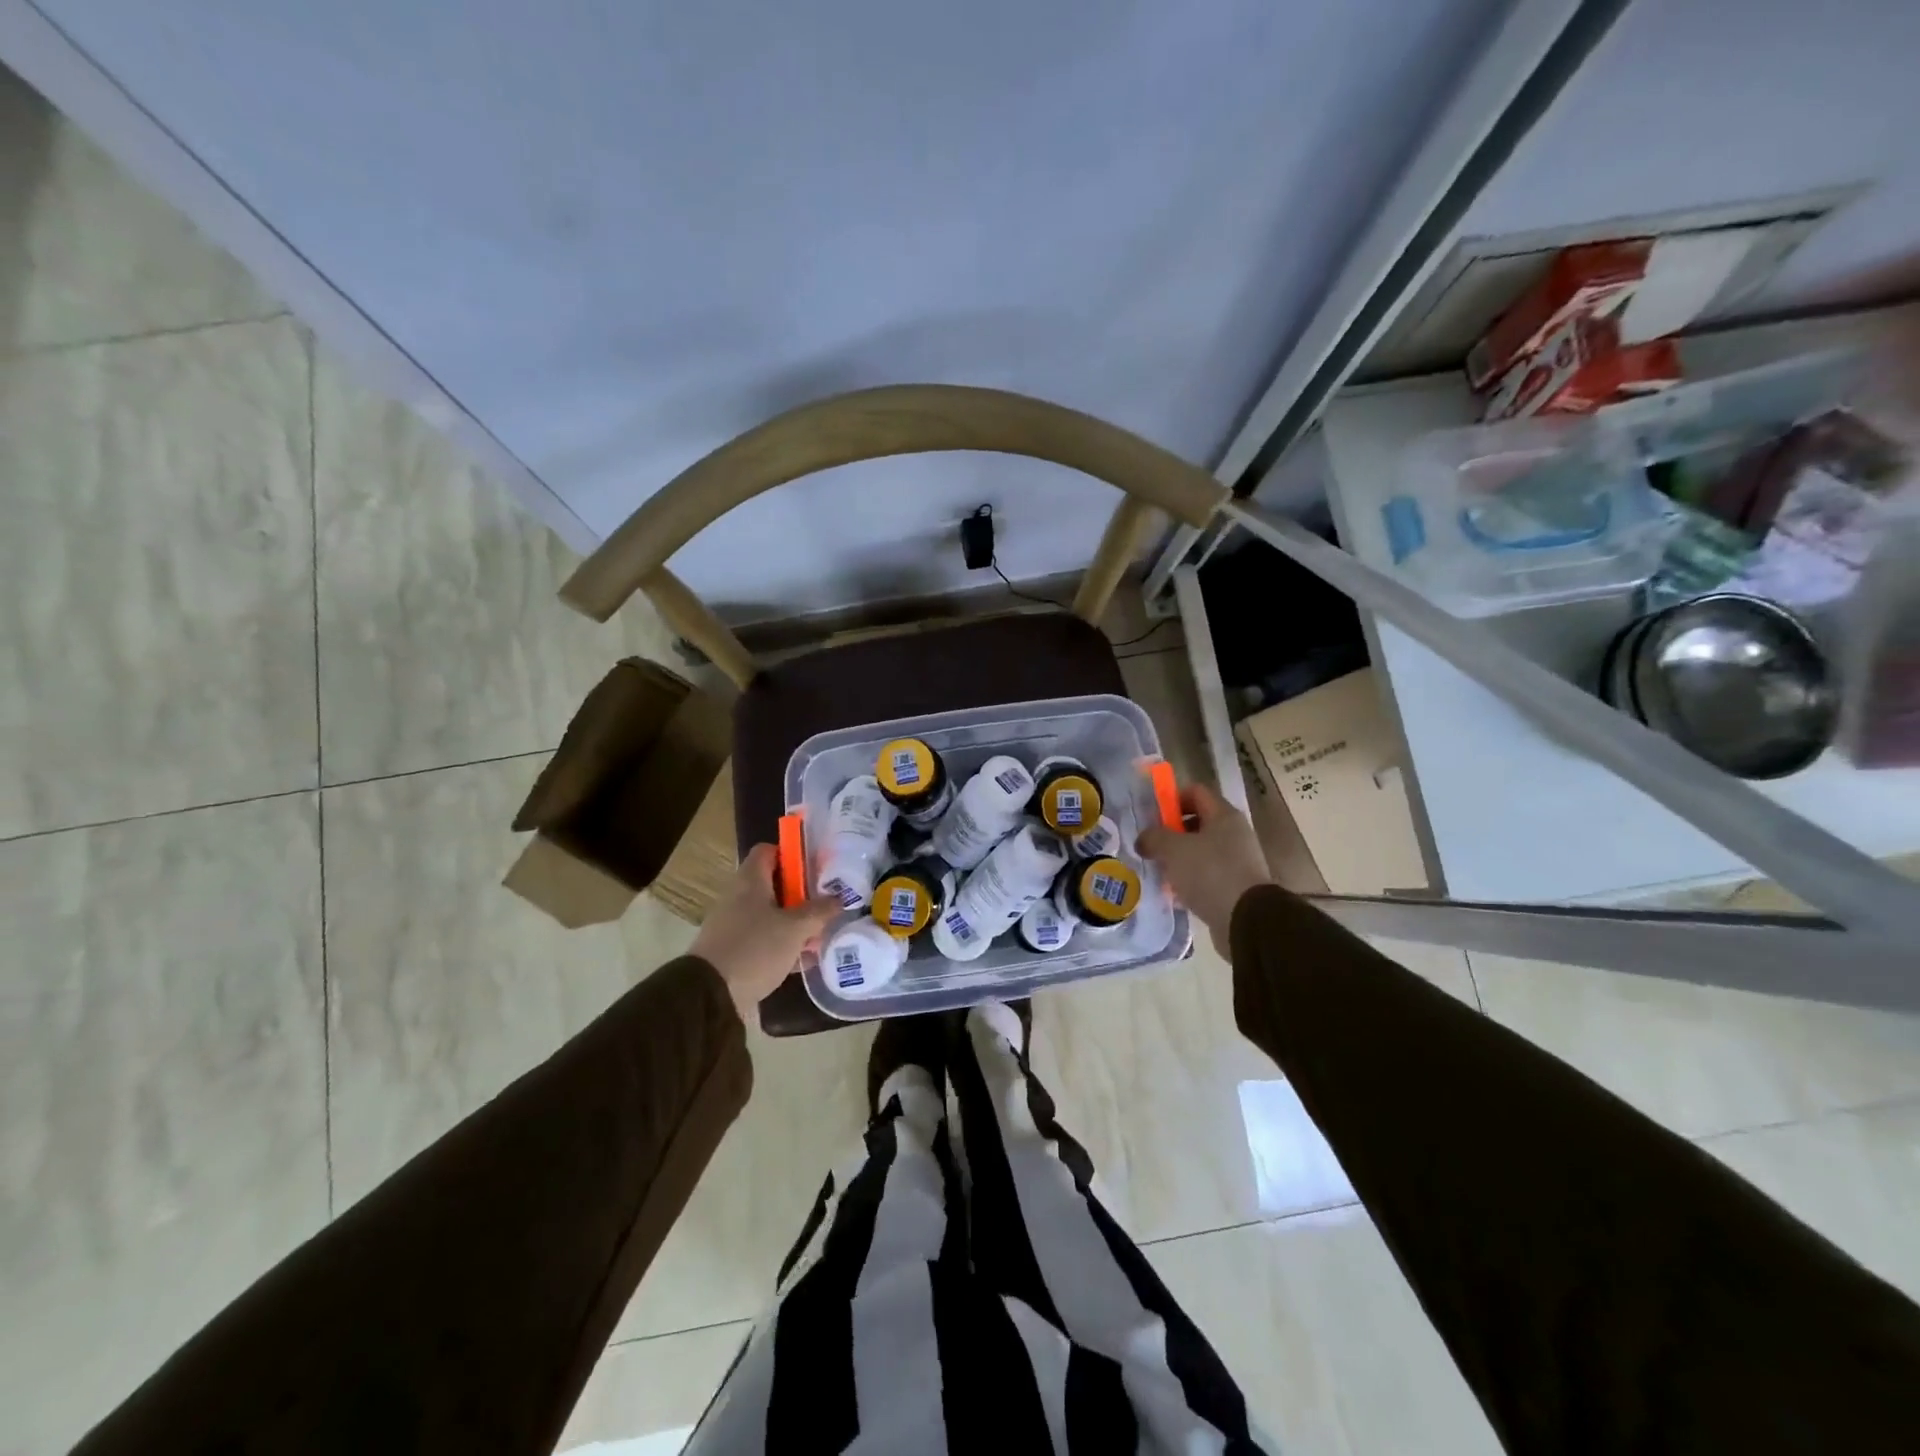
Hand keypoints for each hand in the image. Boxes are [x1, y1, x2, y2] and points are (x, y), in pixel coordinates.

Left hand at [690, 844, 840, 1022]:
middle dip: (801, 894)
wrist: (710, 995)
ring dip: (795, 923)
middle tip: (826, 903)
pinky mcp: (734, 951)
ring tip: (821, 934)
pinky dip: (783, 945)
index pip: (769, 851)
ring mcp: (734, 925)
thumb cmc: (755, 948)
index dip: (792, 854)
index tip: (816, 867)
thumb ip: (819, 911)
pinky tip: (804, 959)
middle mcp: (738, 897)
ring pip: (770, 915)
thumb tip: (838, 898)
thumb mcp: (795, 928)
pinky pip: (763, 940)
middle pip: (773, 884)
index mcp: (750, 881)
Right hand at [1136, 783, 1271, 957]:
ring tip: (1157, 871)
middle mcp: (1233, 834)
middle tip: (1150, 845)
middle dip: (1171, 832)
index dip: (1172, 798)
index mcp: (1223, 815)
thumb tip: (1143, 839)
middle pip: (1197, 822)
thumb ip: (1154, 837)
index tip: (1152, 816)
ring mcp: (1237, 861)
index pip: (1195, 792)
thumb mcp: (1173, 849)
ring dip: (1178, 859)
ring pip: (1200, 851)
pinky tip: (1172, 893)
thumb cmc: (1210, 873)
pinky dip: (1188, 881)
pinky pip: (1206, 876)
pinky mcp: (1235, 886)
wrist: (1246, 920)